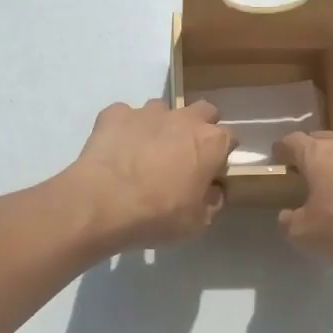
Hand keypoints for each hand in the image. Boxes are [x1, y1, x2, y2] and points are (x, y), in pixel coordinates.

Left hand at [64, 99, 234, 249]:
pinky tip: (117, 149)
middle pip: (203, 111)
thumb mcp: (196, 223)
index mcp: (210, 143)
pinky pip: (125, 116)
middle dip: (199, 127)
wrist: (103, 203)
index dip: (222, 153)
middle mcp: (183, 118)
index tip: (213, 170)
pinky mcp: (115, 114)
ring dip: (160, 126)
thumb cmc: (158, 215)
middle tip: (185, 154)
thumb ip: (212, 201)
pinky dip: (125, 129)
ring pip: (162, 109)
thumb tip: (213, 190)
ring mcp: (147, 112)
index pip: (230, 137)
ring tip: (146, 152)